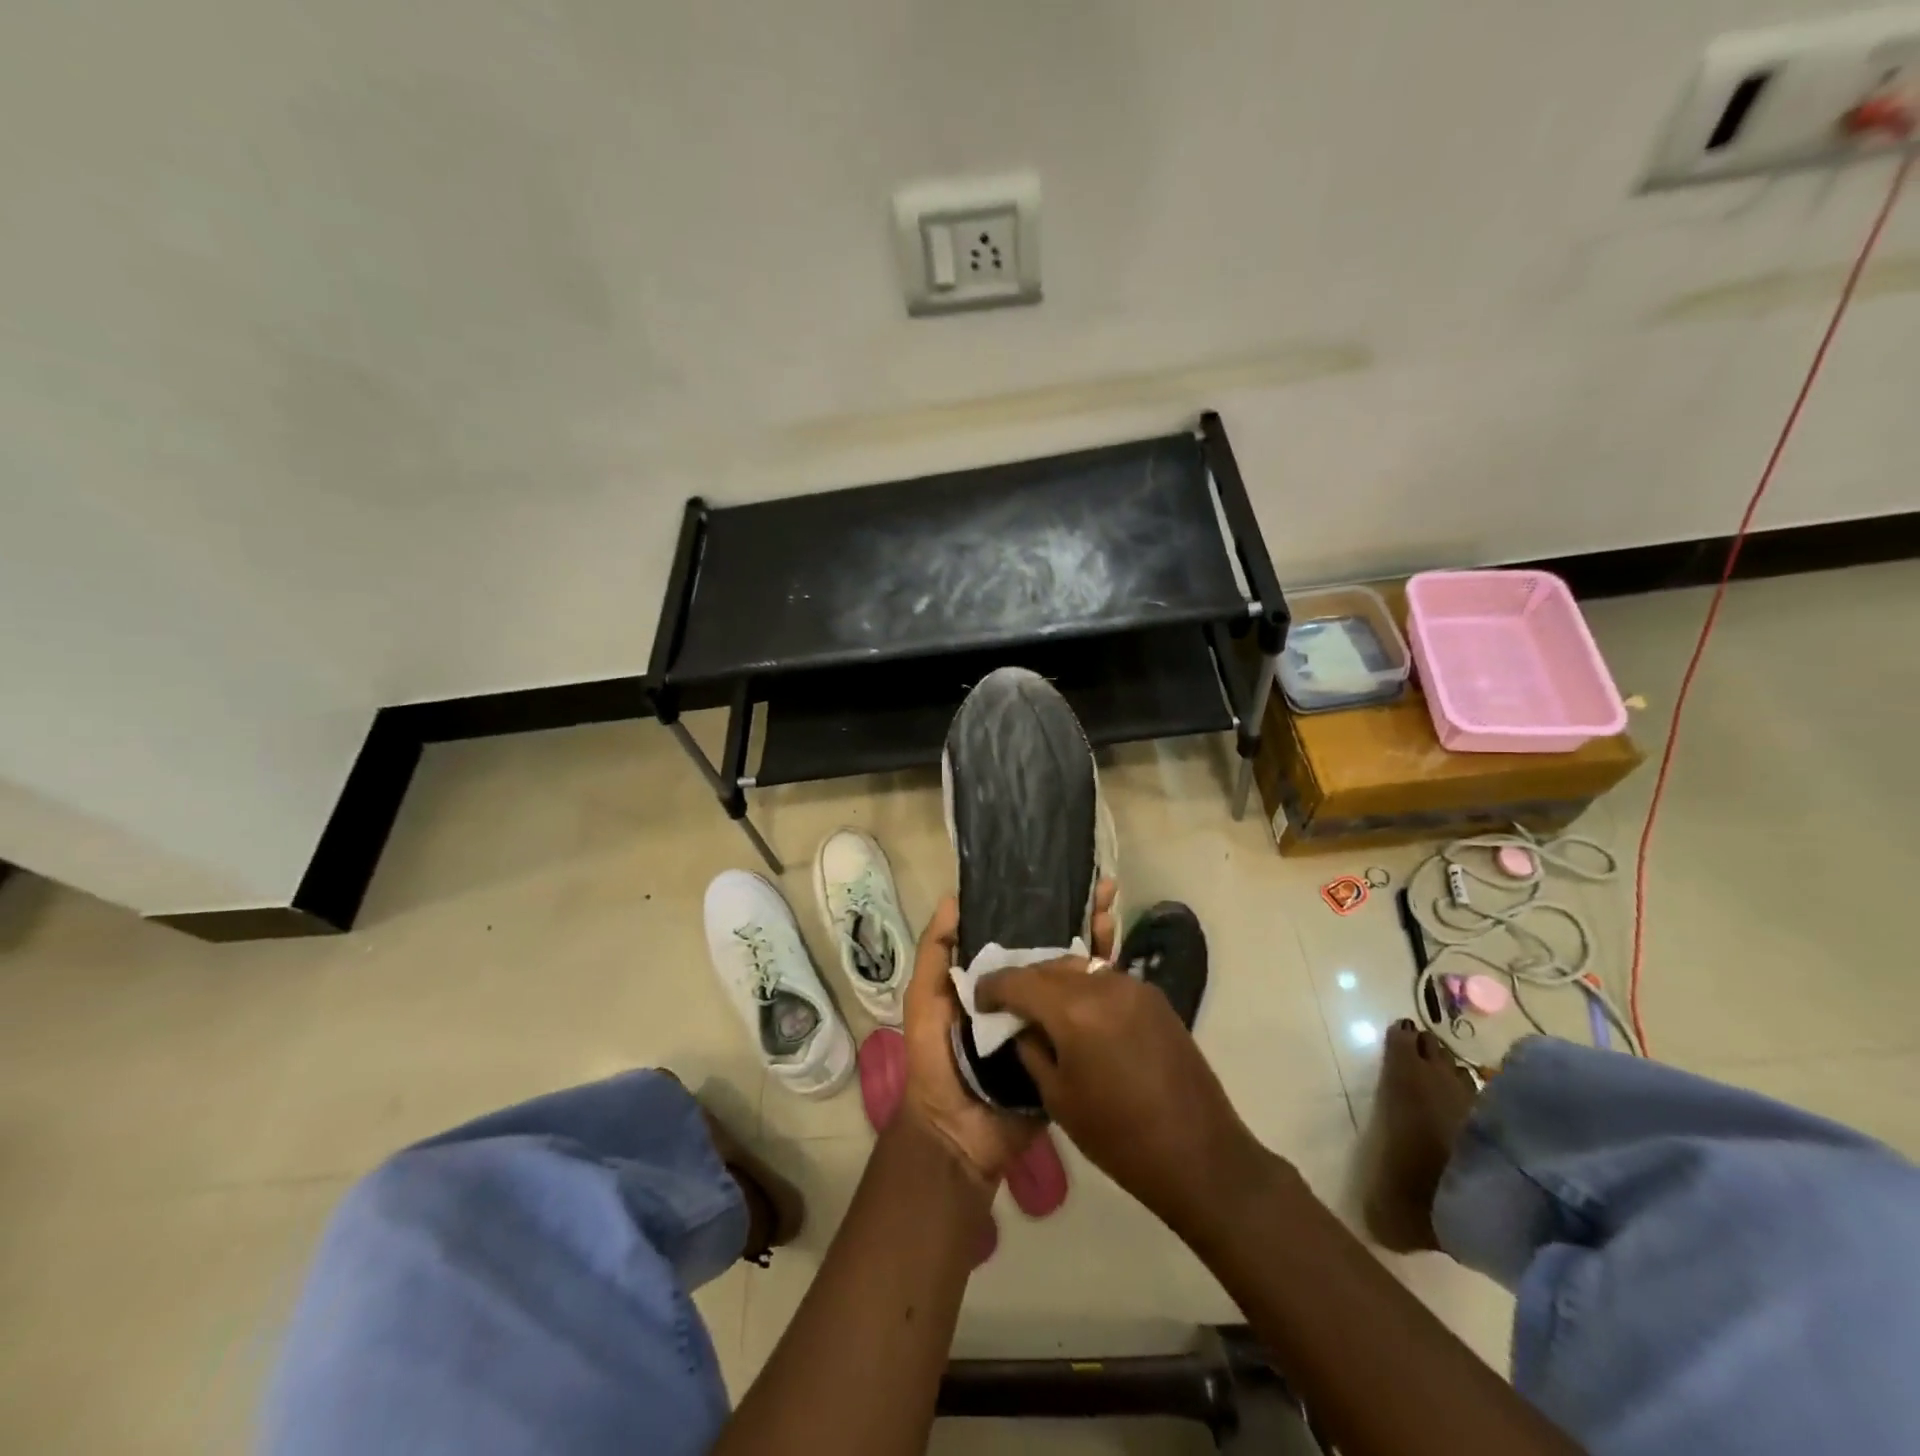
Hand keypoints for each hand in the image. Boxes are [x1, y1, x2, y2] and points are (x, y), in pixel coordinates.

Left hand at [899, 883, 1116, 1185]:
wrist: (960, 1133)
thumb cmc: (935, 1060)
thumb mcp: (925, 1000)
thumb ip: (935, 954)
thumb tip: (952, 898)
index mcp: (994, 979)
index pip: (1021, 934)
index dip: (1041, 908)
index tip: (1065, 880)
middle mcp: (1026, 994)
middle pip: (1056, 949)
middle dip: (1080, 919)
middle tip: (1105, 890)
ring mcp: (1051, 1021)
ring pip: (1078, 977)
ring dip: (1098, 945)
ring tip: (1115, 913)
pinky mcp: (1070, 1049)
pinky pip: (1089, 1018)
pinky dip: (1105, 993)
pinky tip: (1123, 965)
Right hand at [974, 959, 1270, 1239]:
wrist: (1199, 1155)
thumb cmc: (1119, 1137)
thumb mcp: (1058, 1098)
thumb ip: (1032, 1051)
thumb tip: (1020, 1026)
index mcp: (1075, 1011)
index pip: (1020, 981)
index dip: (993, 987)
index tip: (978, 997)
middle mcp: (1104, 984)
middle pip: (1051, 967)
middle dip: (1025, 981)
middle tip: (1007, 1003)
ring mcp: (1135, 986)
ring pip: (1080, 969)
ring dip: (1056, 982)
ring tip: (1041, 1006)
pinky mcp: (1155, 997)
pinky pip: (1106, 981)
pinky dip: (1085, 989)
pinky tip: (1078, 1012)